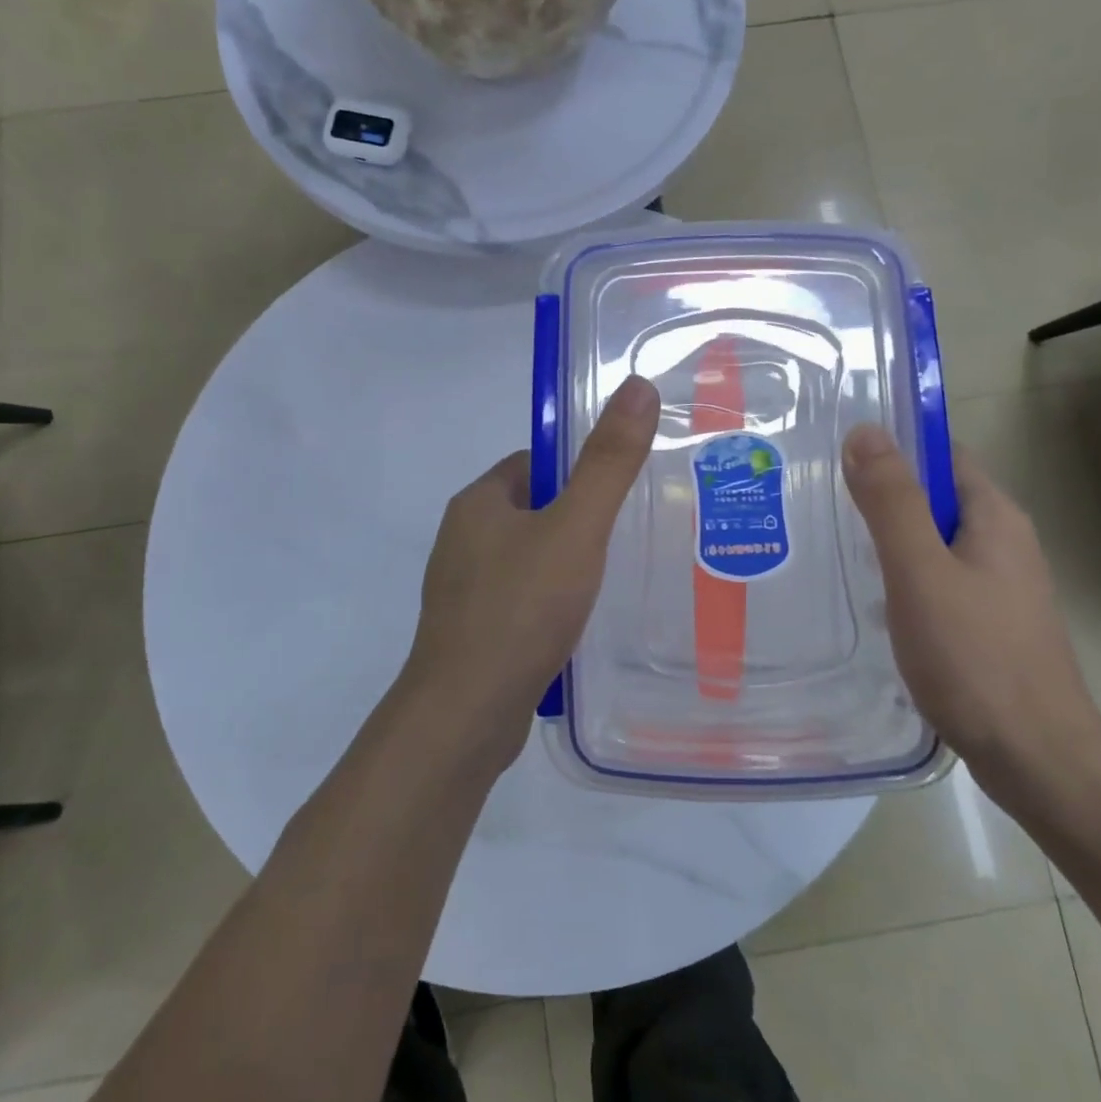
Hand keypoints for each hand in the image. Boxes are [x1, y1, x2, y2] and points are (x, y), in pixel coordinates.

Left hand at [401, 376, 661, 774]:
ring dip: (567, 567)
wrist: (465, 715)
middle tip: (630, 537)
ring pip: (529, 560)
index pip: (533, 464)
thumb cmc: (520, 609)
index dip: (577, 470)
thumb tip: (637, 386)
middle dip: (578, 521)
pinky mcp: (473, 633)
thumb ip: (608, 463)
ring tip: (615, 582)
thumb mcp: (574, 529)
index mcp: (478, 503)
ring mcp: (464, 590)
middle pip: (533, 511)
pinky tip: (583, 626)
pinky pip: (522, 602)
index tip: (619, 491)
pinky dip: (552, 606)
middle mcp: (463, 540)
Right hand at [841, 424, 1100, 807]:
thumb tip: (864, 431)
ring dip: (887, 539)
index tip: (834, 456)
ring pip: (932, 542)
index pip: (941, 455)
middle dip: (880, 495)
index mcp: (994, 516)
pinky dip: (900, 577)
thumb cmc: (975, 657)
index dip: (892, 447)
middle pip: (934, 497)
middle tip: (817, 501)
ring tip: (829, 545)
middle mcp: (1003, 542)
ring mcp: (998, 586)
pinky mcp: (986, 623)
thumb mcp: (920, 571)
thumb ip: (891, 502)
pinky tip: (867, 598)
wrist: (1035, 757)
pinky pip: (936, 579)